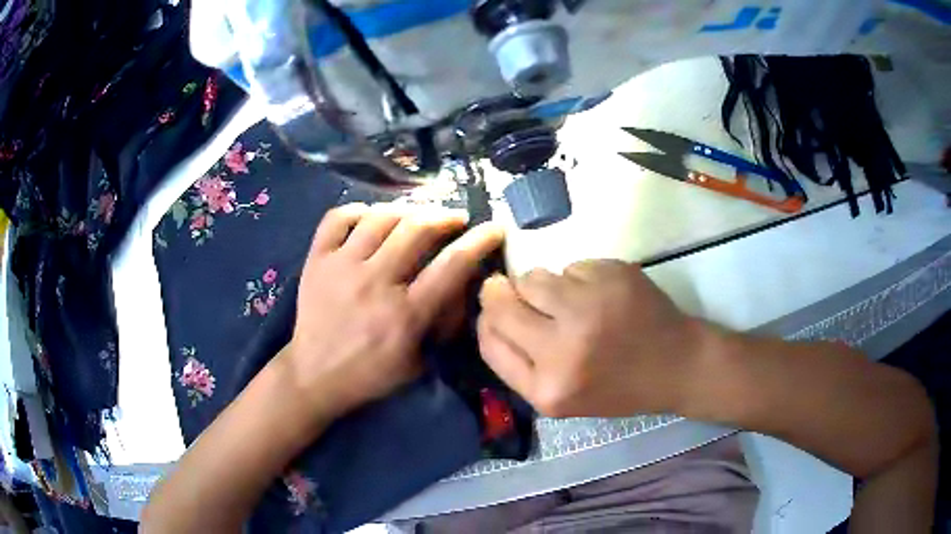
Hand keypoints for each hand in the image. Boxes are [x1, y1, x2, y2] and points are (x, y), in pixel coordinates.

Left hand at [285, 203, 503, 420]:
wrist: (314, 375)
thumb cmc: (370, 374)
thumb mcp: (418, 361)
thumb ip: (442, 322)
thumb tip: (461, 282)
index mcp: (405, 315)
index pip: (452, 266)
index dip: (480, 240)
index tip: (494, 227)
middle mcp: (374, 283)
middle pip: (417, 229)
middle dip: (445, 216)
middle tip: (454, 219)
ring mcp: (341, 266)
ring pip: (381, 216)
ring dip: (408, 209)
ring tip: (417, 215)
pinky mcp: (317, 259)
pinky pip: (338, 218)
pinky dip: (359, 210)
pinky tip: (371, 218)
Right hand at [477, 259, 708, 417]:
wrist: (677, 365)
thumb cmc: (618, 388)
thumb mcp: (560, 399)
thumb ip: (518, 363)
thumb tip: (489, 312)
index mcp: (549, 387)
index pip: (489, 338)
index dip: (486, 319)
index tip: (495, 310)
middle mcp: (566, 345)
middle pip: (503, 299)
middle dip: (503, 293)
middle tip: (523, 296)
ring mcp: (592, 304)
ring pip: (536, 276)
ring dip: (545, 287)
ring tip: (572, 303)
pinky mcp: (613, 274)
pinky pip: (571, 266)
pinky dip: (578, 279)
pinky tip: (601, 297)